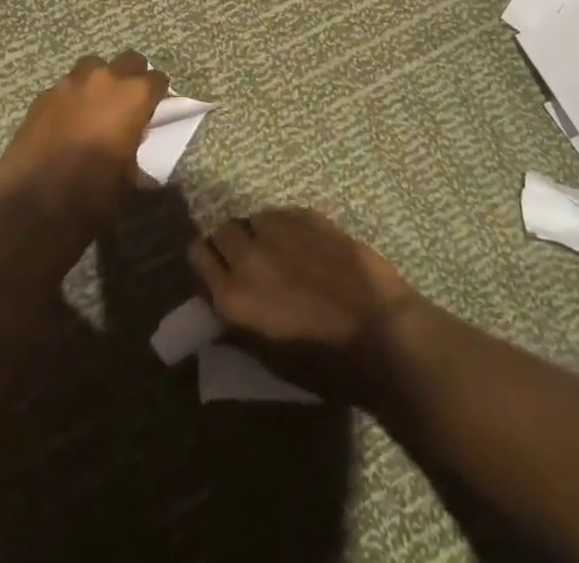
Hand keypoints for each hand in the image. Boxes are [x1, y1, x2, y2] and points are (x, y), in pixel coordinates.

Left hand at [0, 51, 167, 229]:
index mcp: (133, 96)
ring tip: (94, 107)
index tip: (156, 107)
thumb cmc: (94, 196)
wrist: (35, 211)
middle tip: (128, 101)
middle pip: (128, 61)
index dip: (158, 94)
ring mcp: (68, 84)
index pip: (157, 79)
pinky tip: (66, 122)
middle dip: (132, 77)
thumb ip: (135, 143)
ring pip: (91, 68)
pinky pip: (64, 88)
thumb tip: (132, 137)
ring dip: (98, 82)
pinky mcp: (42, 97)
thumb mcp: (130, 174)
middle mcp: (103, 79)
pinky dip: (70, 99)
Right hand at [188, 208, 420, 402]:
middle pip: (221, 230)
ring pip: (254, 218)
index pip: (197, 255)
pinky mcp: (308, 216)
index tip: (218, 272)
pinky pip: (284, 214)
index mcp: (232, 296)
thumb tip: (219, 311)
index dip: (207, 263)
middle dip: (230, 244)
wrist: (381, 334)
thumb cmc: (325, 364)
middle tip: (250, 262)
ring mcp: (279, 230)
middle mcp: (248, 256)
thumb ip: (237, 328)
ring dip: (260, 233)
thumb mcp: (270, 359)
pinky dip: (288, 227)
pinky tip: (307, 246)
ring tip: (281, 252)